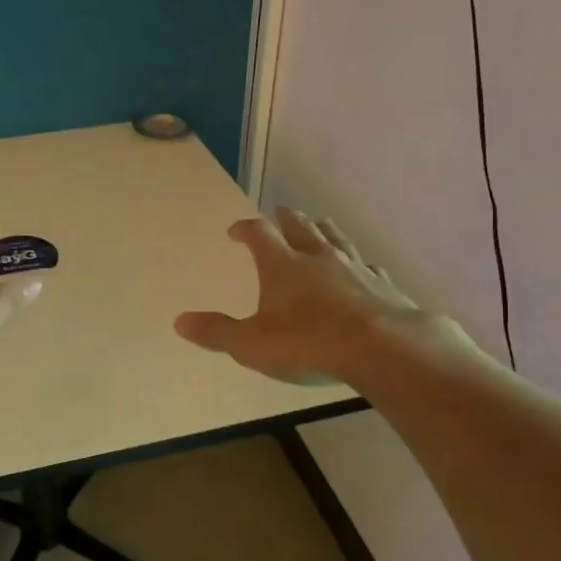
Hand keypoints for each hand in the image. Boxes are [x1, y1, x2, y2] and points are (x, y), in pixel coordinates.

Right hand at [174, 209, 467, 384]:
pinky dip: (360, 263)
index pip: (258, 235)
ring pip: (336, 238)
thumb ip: (216, 332)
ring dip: (324, 229)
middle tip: (280, 211)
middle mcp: (317, 257)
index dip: (244, 229)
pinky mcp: (381, 285)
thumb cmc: (308, 343)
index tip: (235, 231)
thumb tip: (179, 321)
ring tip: (320, 223)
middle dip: (286, 219)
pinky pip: (368, 266)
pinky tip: (364, 267)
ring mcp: (353, 268)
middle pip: (300, 226)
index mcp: (282, 265)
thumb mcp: (251, 344)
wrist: (380, 348)